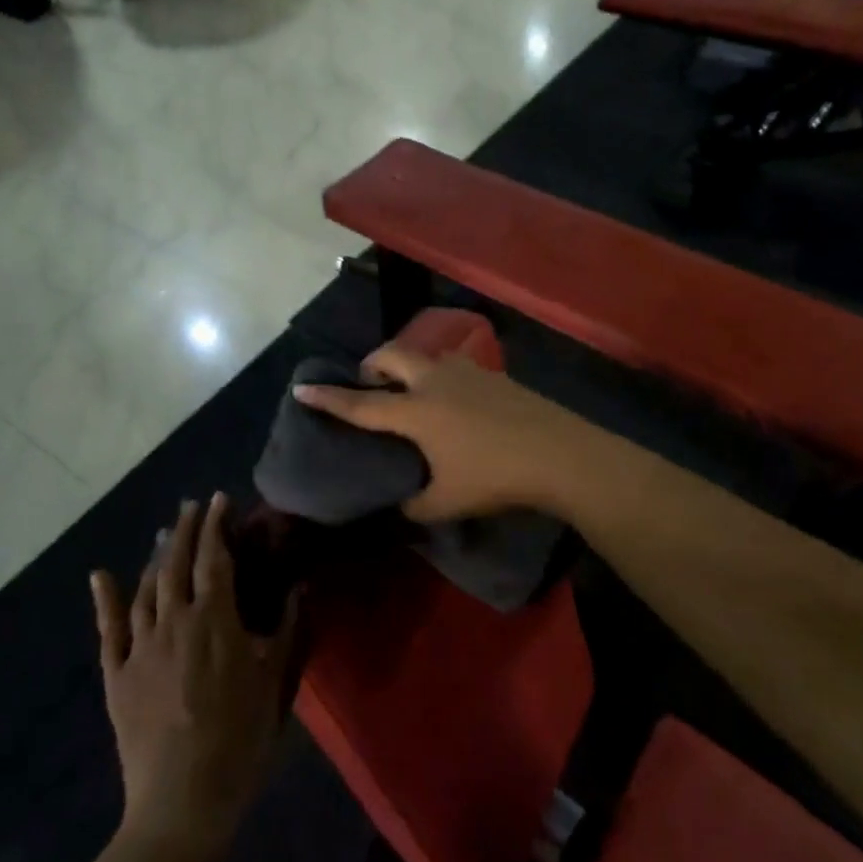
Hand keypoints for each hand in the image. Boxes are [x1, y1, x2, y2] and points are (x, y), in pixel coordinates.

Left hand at [90, 495, 300, 857]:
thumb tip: (300, 586)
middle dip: (186, 529)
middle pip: (177, 563)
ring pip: (146, 587)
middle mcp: (174, 620)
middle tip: (192, 506)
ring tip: (165, 535)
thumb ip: (287, 628)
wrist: (182, 801)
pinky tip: (101, 575)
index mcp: (215, 619)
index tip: (220, 499)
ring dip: (156, 556)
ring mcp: (141, 646)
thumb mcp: (276, 682)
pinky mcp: (117, 674)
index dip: (217, 524)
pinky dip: (105, 598)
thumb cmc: (240, 739)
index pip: (214, 557)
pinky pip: (109, 628)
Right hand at [292, 344, 585, 522]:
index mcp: (416, 412)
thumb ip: (413, 506)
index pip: (361, 405)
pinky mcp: (493, 374)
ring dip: (409, 365)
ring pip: (426, 355)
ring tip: (410, 389)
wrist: (560, 453)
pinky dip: (439, 374)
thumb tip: (399, 506)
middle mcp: (435, 381)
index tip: (302, 388)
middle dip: (371, 364)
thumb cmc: (495, 478)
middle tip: (368, 383)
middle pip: (391, 356)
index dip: (328, 398)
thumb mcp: (446, 503)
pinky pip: (453, 365)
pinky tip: (453, 399)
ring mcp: (467, 372)